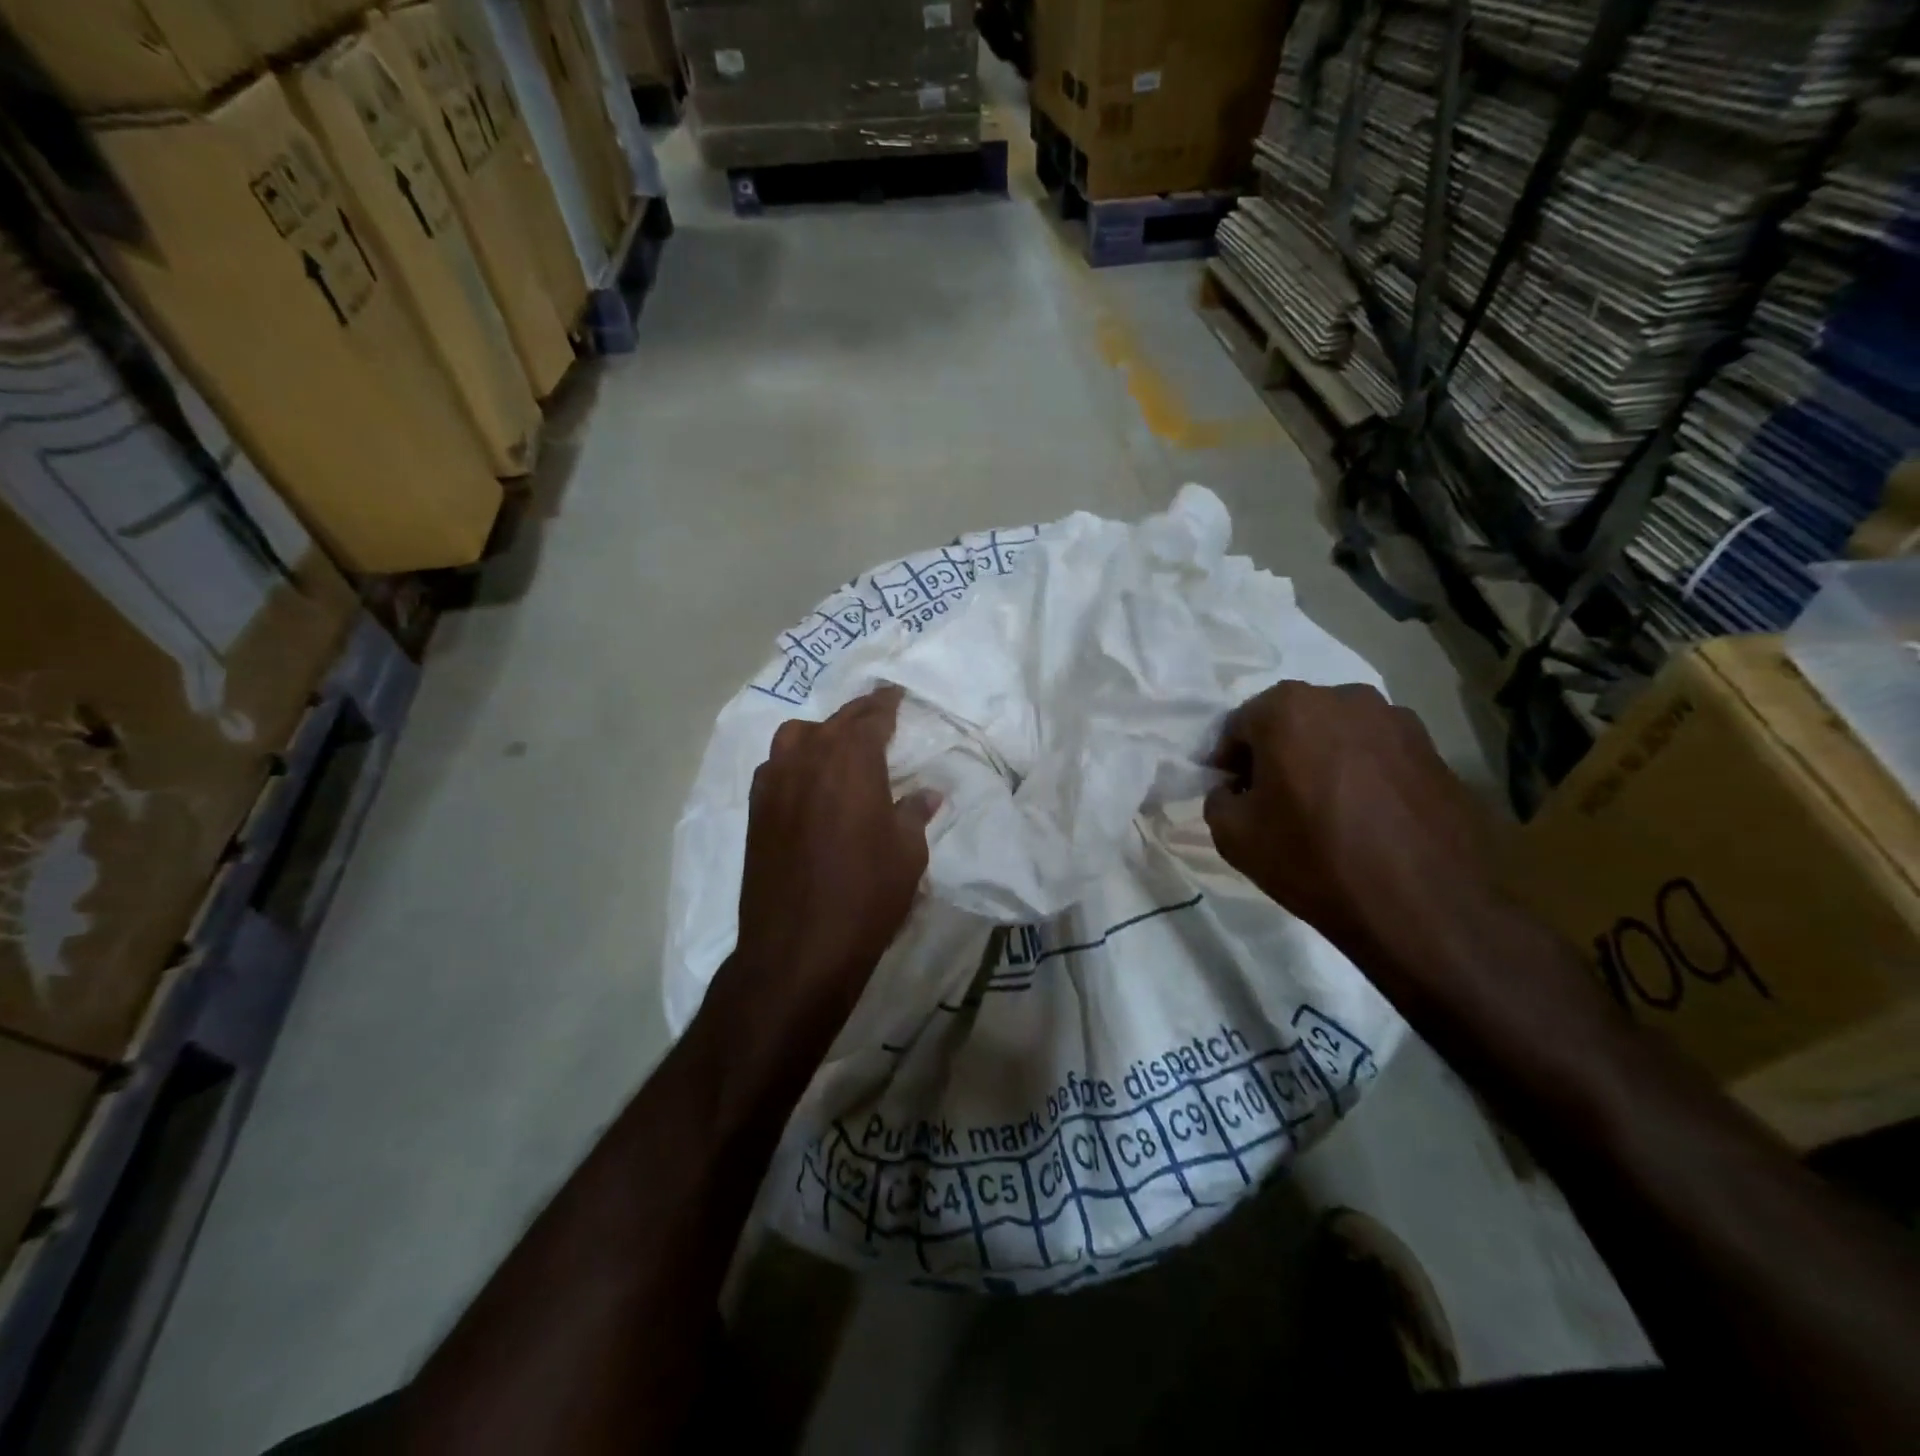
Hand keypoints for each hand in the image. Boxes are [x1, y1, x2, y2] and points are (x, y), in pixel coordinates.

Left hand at [719, 686, 939, 1059]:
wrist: (798, 948)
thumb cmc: (866, 896)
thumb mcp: (907, 855)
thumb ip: (914, 814)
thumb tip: (927, 794)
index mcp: (851, 761)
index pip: (871, 717)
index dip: (886, 703)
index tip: (896, 694)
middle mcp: (807, 759)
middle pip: (834, 721)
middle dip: (858, 716)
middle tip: (876, 716)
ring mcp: (774, 783)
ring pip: (795, 737)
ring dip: (820, 734)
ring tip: (838, 749)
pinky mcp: (756, 811)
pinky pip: (775, 767)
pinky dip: (795, 762)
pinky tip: (807, 783)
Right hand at [1203, 681, 1494, 962]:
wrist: (1426, 906)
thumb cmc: (1314, 859)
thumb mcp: (1233, 836)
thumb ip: (1219, 798)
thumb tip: (1236, 790)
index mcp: (1288, 708)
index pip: (1238, 726)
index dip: (1228, 761)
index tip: (1231, 793)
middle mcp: (1343, 697)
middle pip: (1290, 721)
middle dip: (1275, 753)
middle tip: (1271, 799)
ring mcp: (1397, 720)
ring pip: (1337, 735)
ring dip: (1320, 760)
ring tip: (1322, 808)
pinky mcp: (1434, 750)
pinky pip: (1377, 754)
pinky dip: (1361, 775)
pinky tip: (1363, 817)